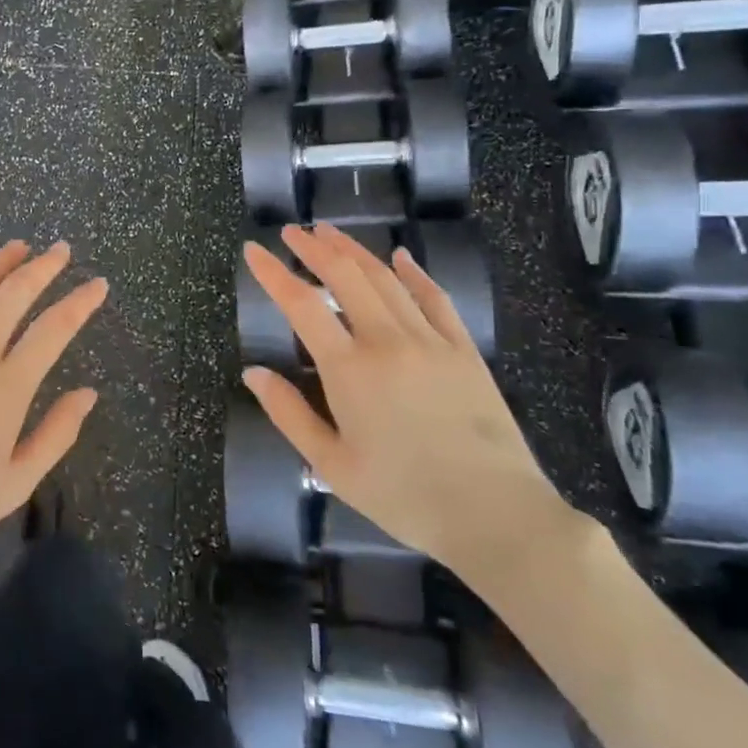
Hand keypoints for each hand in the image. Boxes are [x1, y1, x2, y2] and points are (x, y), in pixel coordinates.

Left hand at [0, 241, 107, 583]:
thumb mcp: (17, 482)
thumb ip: (57, 434)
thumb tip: (89, 392)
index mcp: (6, 389)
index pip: (54, 329)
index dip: (80, 302)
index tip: (98, 284)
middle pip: (13, 295)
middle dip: (43, 267)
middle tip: (60, 250)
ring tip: (17, 247)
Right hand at [241, 223, 573, 572]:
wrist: (495, 515)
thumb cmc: (404, 497)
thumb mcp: (331, 466)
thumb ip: (289, 414)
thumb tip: (253, 373)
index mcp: (349, 369)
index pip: (301, 305)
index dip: (273, 273)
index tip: (253, 249)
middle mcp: (387, 341)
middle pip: (345, 276)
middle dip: (314, 248)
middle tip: (292, 232)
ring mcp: (430, 341)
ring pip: (386, 279)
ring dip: (355, 250)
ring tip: (330, 232)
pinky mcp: (464, 350)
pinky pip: (435, 298)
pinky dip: (414, 273)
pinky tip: (400, 257)